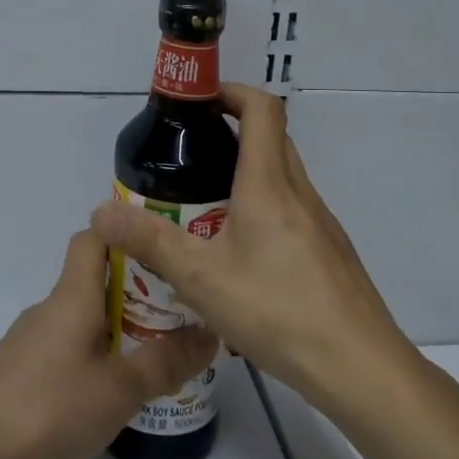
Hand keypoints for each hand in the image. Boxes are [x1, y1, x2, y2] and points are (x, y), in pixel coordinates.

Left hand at [0, 229, 217, 458]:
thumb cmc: (49, 410)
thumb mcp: (119, 389)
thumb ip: (165, 362)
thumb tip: (210, 333)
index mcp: (72, 297)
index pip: (94, 238)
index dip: (125, 232)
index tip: (163, 247)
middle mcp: (49, 310)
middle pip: (94, 282)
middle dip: (136, 292)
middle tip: (178, 313)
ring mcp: (30, 342)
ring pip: (80, 320)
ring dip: (115, 330)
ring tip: (155, 356)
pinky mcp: (20, 374)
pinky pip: (64, 351)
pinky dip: (91, 358)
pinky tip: (110, 394)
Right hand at [90, 83, 412, 412]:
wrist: (358, 366)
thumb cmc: (277, 310)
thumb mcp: (201, 278)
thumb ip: (150, 241)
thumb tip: (100, 212)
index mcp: (270, 184)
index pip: (261, 109)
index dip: (231, 92)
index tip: (198, 103)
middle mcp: (300, 192)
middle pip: (272, 138)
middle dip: (232, 132)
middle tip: (191, 157)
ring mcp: (321, 222)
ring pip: (283, 177)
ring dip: (248, 174)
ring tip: (206, 208)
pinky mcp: (330, 251)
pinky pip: (293, 210)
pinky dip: (265, 209)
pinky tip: (242, 257)